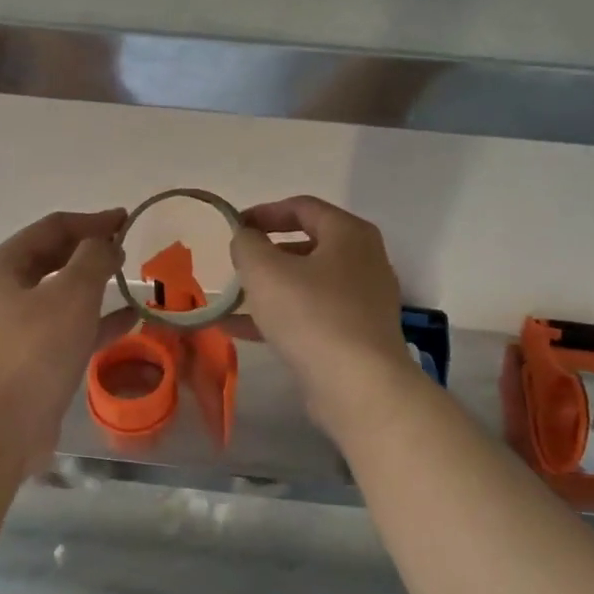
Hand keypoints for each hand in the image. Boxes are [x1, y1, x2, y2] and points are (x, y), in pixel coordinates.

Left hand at [0, 208, 130, 464]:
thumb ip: (94, 258)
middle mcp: (5, 291)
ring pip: (62, 295)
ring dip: (96, 285)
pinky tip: (129, 319)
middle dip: (92, 251)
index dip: (92, 221)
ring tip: (133, 279)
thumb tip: (106, 242)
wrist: (3, 426)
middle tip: (128, 247)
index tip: (127, 219)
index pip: (53, 227)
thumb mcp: (72, 294)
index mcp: (6, 265)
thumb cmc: (36, 350)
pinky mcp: (30, 359)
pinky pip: (67, 328)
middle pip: (54, 258)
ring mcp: (15, 327)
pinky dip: (96, 320)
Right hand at [229, 196, 413, 432]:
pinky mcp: (355, 336)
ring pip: (306, 285)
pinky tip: (238, 330)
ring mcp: (363, 301)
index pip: (302, 207)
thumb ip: (247, 244)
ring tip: (230, 300)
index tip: (233, 227)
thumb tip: (246, 239)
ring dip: (268, 289)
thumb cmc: (311, 315)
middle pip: (306, 246)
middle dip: (266, 254)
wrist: (358, 386)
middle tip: (236, 266)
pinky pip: (310, 315)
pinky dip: (278, 317)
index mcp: (349, 234)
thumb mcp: (264, 271)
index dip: (263, 213)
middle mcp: (363, 261)